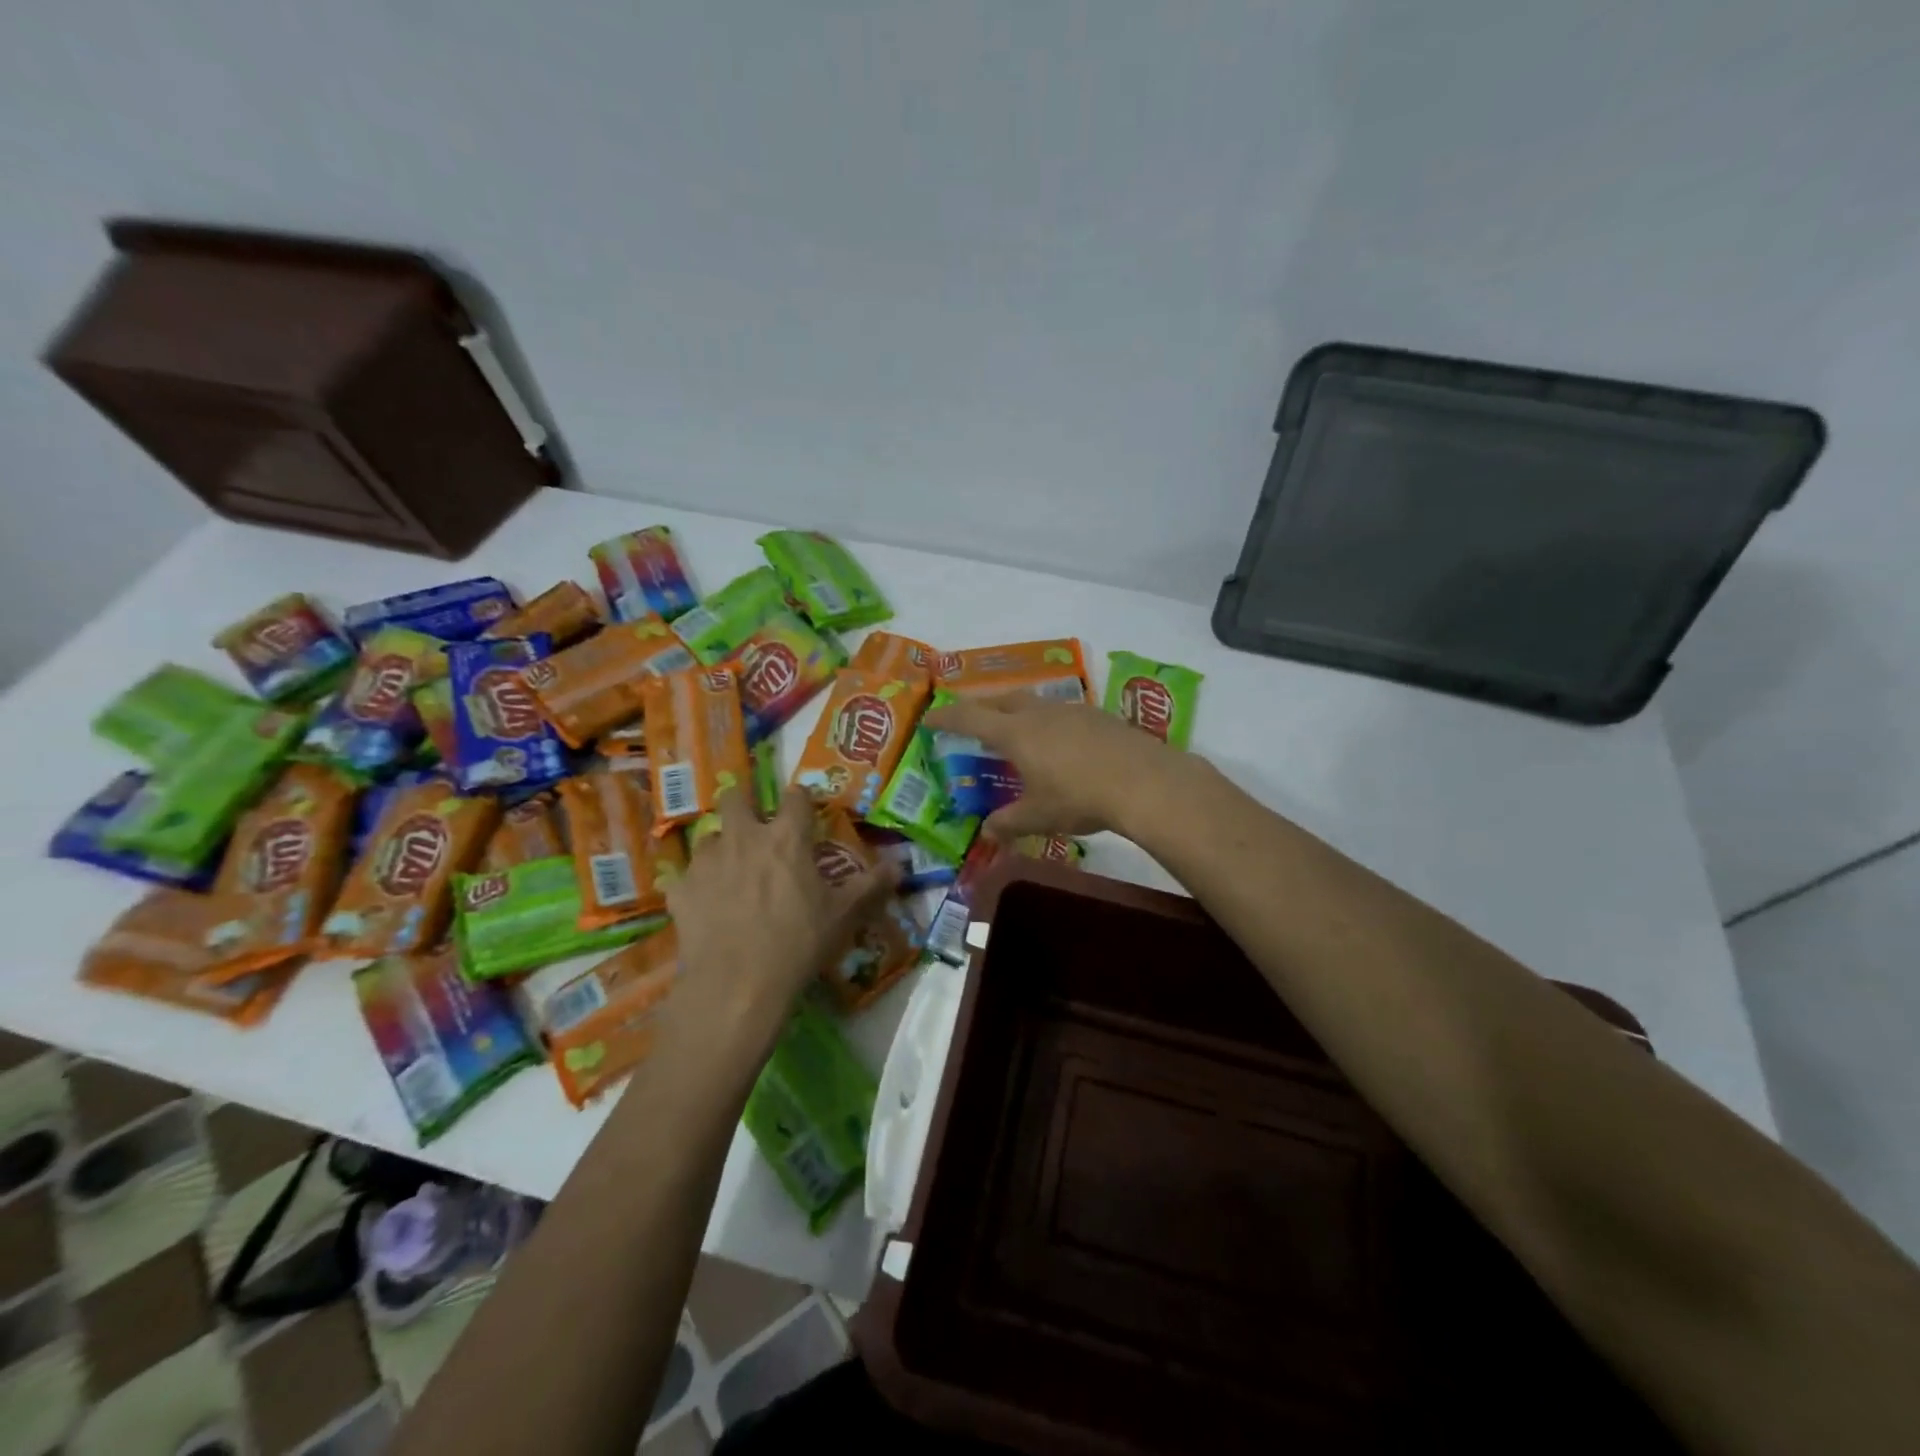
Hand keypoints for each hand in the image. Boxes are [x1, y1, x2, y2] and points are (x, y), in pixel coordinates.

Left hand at [665, 787, 895, 1056]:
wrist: (737, 984)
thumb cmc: (798, 942)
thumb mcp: (843, 915)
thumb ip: (871, 885)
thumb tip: (900, 865)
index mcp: (786, 837)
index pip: (794, 796)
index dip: (800, 799)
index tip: (804, 811)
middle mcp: (743, 837)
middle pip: (734, 797)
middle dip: (743, 803)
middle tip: (754, 826)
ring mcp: (707, 862)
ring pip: (708, 835)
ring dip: (720, 845)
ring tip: (730, 869)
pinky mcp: (680, 890)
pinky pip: (686, 876)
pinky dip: (697, 885)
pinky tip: (705, 905)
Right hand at [925, 693, 1183, 841]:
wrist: (1144, 781)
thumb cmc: (1080, 798)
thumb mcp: (1039, 816)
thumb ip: (1009, 822)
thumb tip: (987, 832)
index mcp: (1016, 733)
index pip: (970, 718)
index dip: (947, 717)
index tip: (930, 717)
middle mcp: (1039, 713)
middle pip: (1001, 700)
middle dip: (981, 706)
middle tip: (970, 717)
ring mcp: (1071, 710)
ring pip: (1034, 702)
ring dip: (1017, 710)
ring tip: (1015, 727)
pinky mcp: (1098, 716)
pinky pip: (1062, 712)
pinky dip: (1048, 721)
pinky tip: (1060, 740)